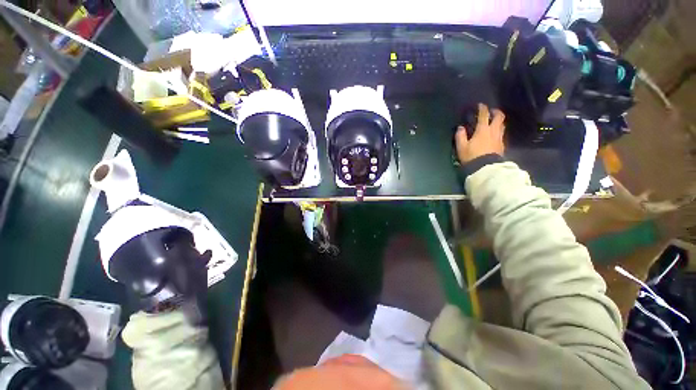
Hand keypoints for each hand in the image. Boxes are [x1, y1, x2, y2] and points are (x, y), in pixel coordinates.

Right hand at [455, 104, 505, 162]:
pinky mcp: (502, 145)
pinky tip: (494, 134)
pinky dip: (499, 130)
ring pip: (502, 125)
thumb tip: (460, 128)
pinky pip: (502, 133)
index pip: (484, 115)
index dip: (482, 109)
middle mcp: (493, 131)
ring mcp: (499, 138)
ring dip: (499, 121)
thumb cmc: (472, 156)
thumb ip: (460, 136)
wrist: (485, 167)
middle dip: (496, 112)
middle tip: (491, 112)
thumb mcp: (461, 147)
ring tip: (494, 122)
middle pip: (499, 117)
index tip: (481, 105)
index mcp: (483, 130)